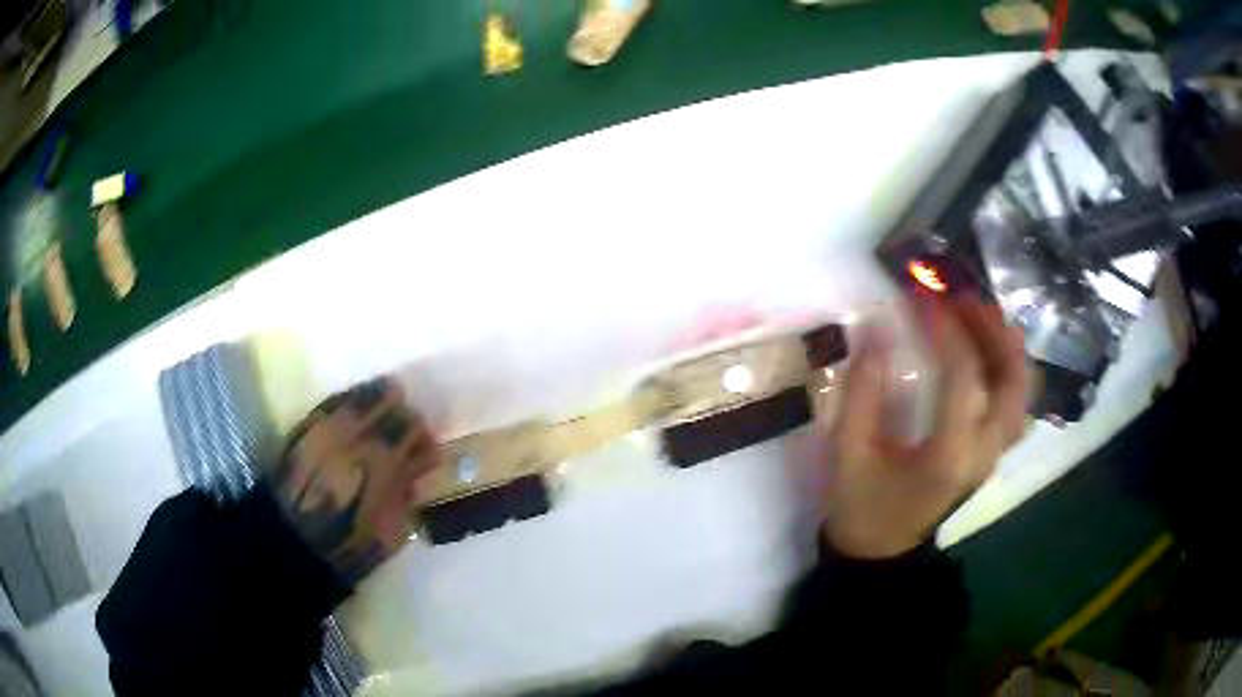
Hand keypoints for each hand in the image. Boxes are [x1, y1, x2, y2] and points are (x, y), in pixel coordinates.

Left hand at [269, 378, 441, 583]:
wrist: (290, 542)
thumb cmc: (346, 547)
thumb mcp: (392, 533)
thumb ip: (408, 495)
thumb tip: (417, 472)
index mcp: (380, 463)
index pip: (412, 428)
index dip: (424, 437)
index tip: (427, 452)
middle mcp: (354, 435)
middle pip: (390, 402)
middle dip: (403, 415)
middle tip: (406, 432)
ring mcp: (327, 425)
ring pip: (362, 394)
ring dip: (379, 401)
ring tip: (383, 414)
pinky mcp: (306, 424)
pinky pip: (336, 400)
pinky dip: (352, 401)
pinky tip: (357, 413)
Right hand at [824, 297, 1028, 558]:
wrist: (883, 551)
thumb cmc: (863, 506)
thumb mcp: (849, 453)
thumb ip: (861, 393)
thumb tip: (875, 331)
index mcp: (948, 456)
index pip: (963, 377)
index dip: (946, 329)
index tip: (922, 294)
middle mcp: (984, 452)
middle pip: (1012, 380)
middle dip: (991, 329)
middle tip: (962, 297)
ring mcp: (994, 454)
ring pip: (1023, 390)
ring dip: (1007, 345)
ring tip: (980, 314)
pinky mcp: (994, 453)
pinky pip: (1018, 402)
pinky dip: (1011, 368)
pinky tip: (991, 350)